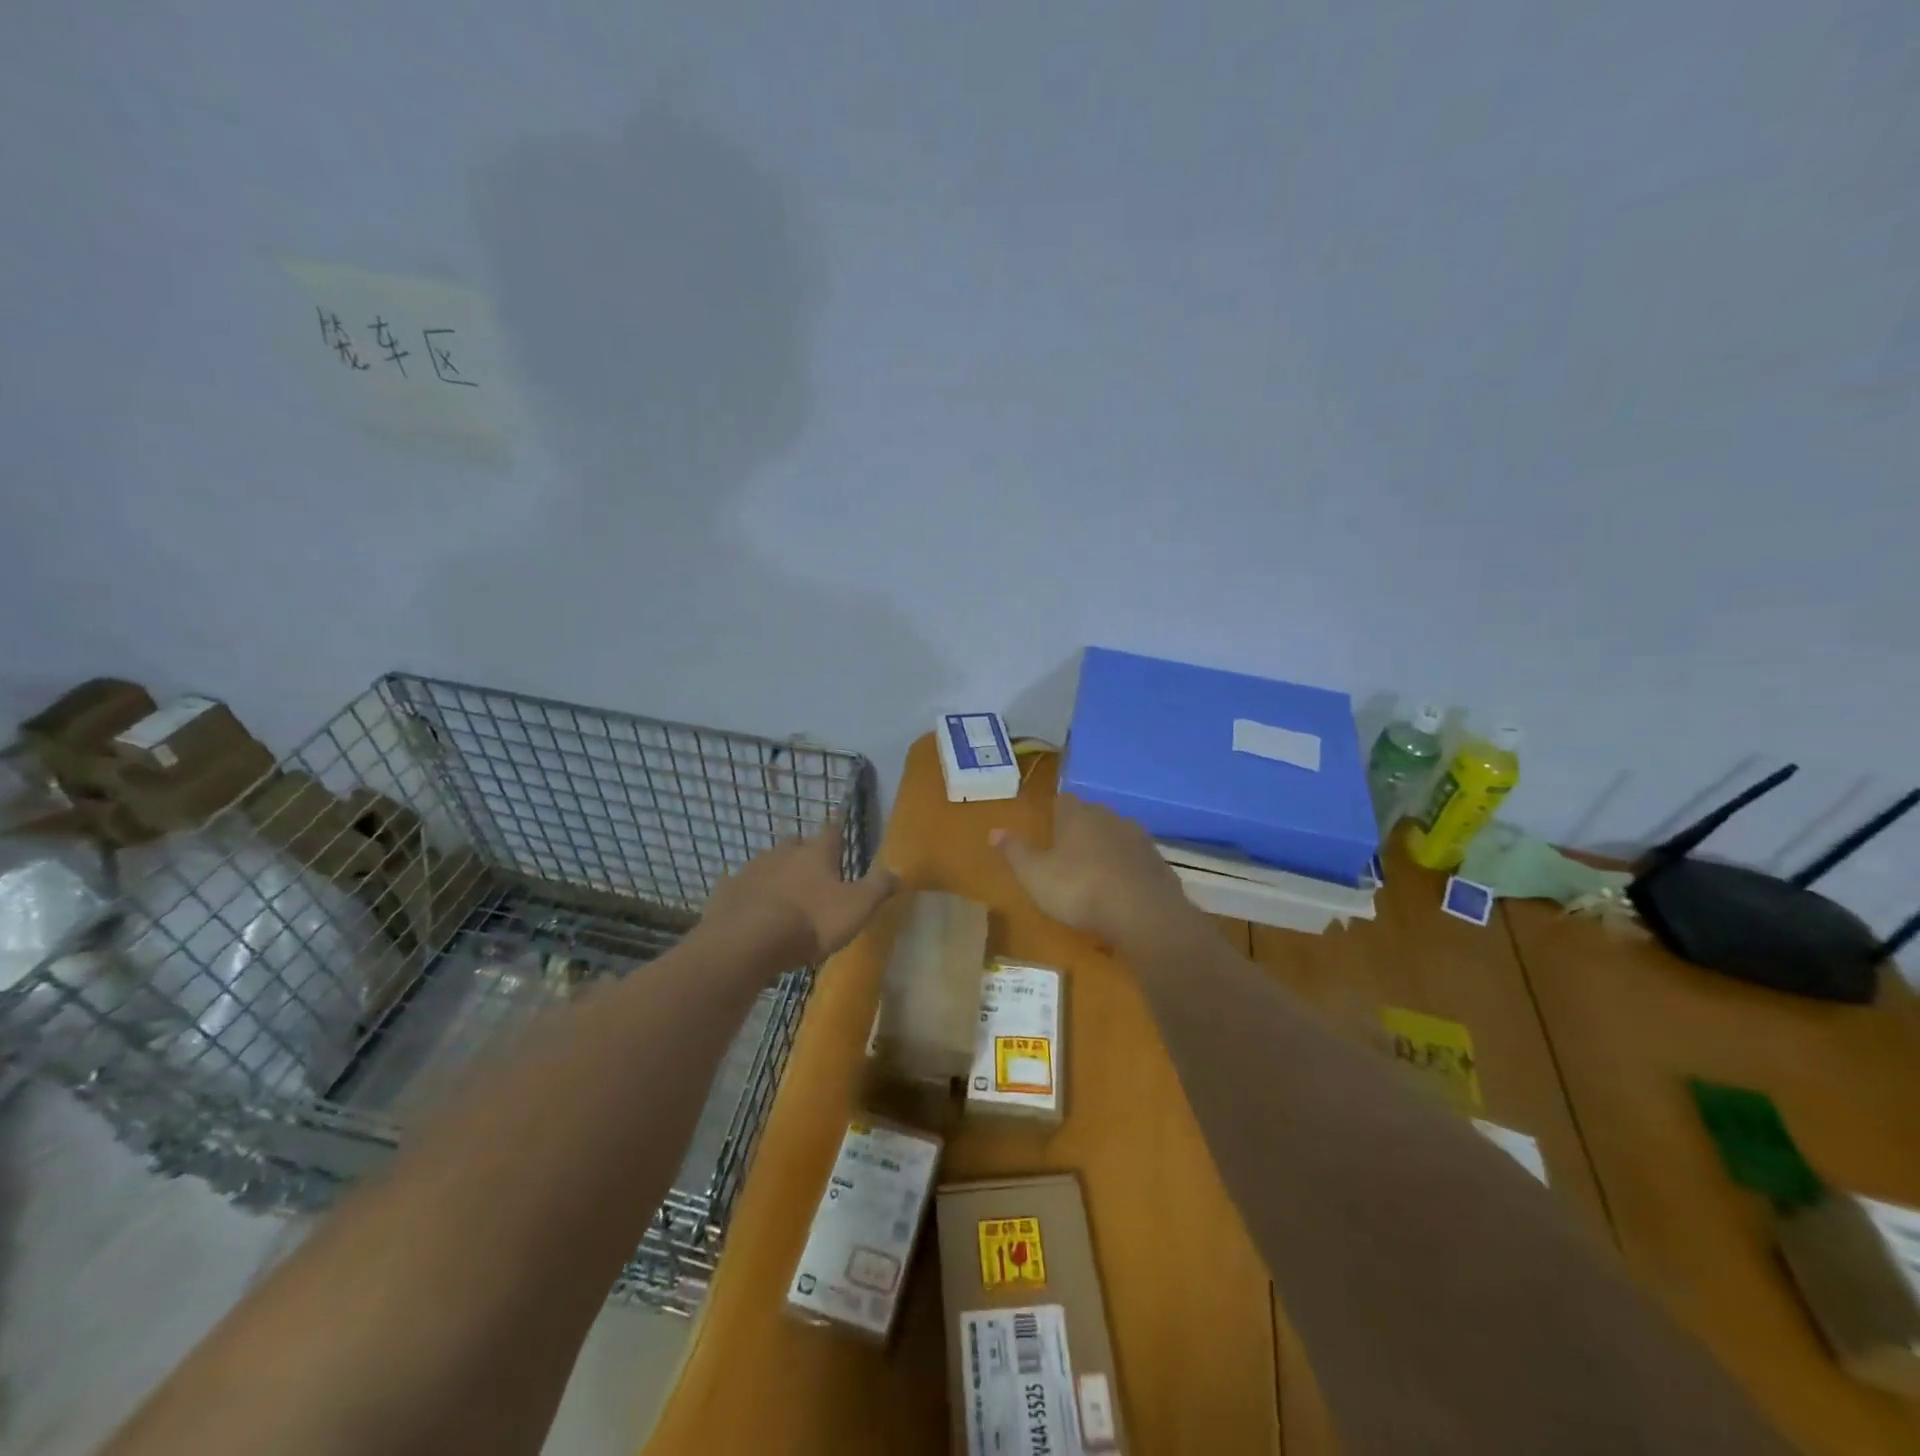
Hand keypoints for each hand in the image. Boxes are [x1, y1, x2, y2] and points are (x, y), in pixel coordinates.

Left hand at [699, 818, 900, 970]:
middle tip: (812, 864)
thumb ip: (878, 887)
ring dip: (777, 871)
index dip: (838, 826)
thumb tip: (899, 870)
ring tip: (784, 890)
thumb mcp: (857, 907)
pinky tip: (752, 906)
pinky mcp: (728, 891)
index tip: (839, 819)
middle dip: (804, 850)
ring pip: (769, 862)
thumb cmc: (811, 921)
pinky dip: (751, 892)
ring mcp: (752, 869)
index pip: (832, 830)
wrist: (747, 941)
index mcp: (817, 853)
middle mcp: (784, 852)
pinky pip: (743, 886)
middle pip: (797, 843)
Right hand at [991, 794, 1199, 951]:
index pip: (1063, 800)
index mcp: (1078, 815)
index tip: (1048, 829)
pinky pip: (1136, 860)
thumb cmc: (1079, 889)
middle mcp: (1110, 817)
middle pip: (1092, 815)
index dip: (1054, 813)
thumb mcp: (1035, 875)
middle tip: (1067, 854)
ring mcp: (1139, 838)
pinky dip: (1127, 869)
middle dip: (1081, 830)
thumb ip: (1015, 851)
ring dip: (1106, 849)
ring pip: (1116, 836)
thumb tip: (994, 831)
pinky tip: (1121, 891)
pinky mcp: (1159, 862)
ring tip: (1094, 873)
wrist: (1143, 914)